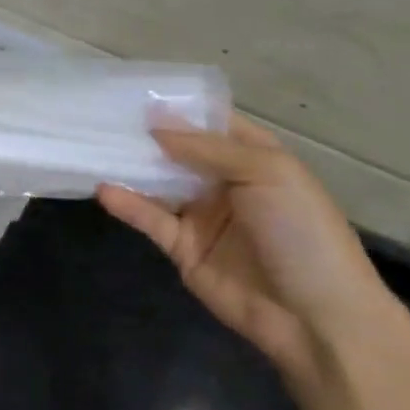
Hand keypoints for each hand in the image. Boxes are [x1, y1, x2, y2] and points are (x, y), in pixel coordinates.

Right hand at [97, 119, 409, 384]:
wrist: (315, 317)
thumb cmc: (301, 232)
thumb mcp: (267, 172)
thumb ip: (207, 148)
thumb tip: (156, 124)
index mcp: (256, 159)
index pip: (213, 124)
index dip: (181, 109)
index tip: (137, 93)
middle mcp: (227, 183)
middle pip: (179, 152)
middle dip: (147, 135)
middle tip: (103, 115)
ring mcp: (203, 216)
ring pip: (159, 183)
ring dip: (132, 167)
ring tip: (94, 146)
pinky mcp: (182, 247)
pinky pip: (150, 219)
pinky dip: (127, 204)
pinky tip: (104, 189)